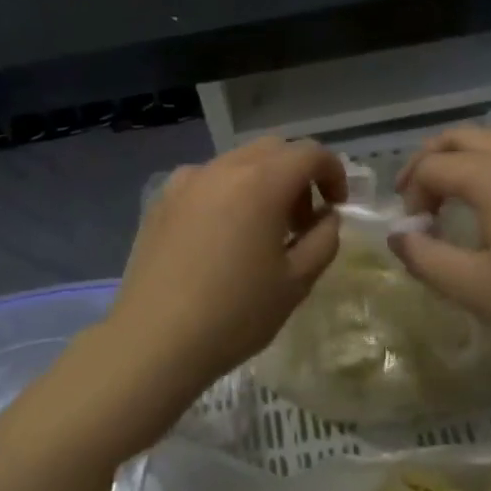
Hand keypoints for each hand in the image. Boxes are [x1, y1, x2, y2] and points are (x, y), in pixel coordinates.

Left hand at [98, 136, 347, 412]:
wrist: (154, 341)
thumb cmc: (235, 314)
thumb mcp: (297, 281)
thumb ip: (323, 238)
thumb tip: (325, 217)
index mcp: (260, 182)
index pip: (309, 153)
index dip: (332, 172)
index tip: (336, 207)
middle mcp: (221, 168)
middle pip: (272, 150)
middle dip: (296, 176)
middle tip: (300, 222)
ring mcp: (185, 181)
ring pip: (237, 162)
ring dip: (261, 183)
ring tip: (260, 232)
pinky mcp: (160, 201)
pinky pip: (205, 181)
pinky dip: (227, 194)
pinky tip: (220, 238)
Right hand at [391, 127, 490, 360]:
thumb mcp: (474, 288)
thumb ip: (426, 257)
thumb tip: (398, 236)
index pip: (432, 167)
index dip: (411, 196)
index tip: (415, 234)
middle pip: (459, 137)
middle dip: (428, 161)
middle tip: (413, 197)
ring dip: (459, 158)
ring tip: (446, 191)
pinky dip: (488, 165)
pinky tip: (490, 205)